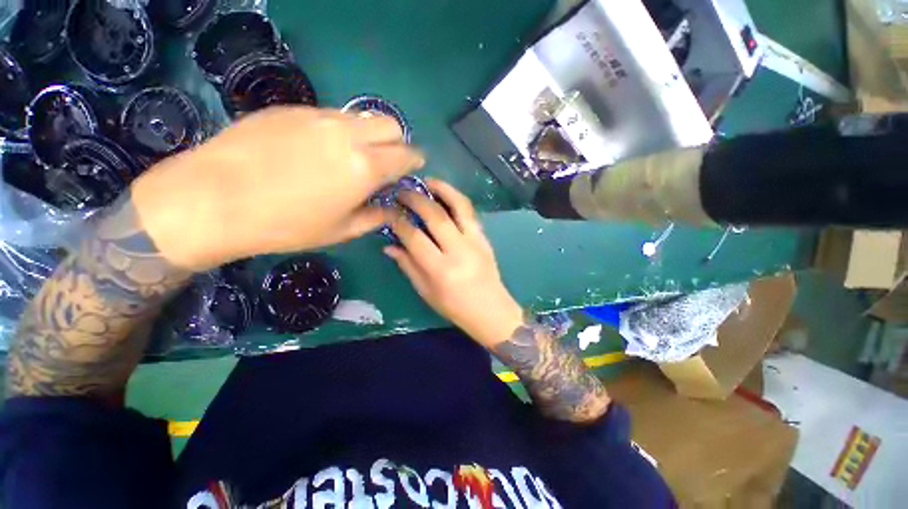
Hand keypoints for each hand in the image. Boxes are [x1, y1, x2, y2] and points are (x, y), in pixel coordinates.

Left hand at [131, 107, 423, 269]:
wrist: (213, 200)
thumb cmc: (285, 225)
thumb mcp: (340, 230)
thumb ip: (375, 217)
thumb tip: (391, 210)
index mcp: (365, 167)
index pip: (405, 154)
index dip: (414, 160)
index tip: (413, 166)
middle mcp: (347, 134)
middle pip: (389, 124)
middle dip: (396, 141)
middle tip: (386, 161)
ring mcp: (317, 117)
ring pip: (360, 117)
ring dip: (367, 134)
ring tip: (351, 156)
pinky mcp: (291, 109)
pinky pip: (329, 115)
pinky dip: (338, 130)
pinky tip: (318, 149)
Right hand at [383, 179, 523, 348]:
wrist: (491, 310)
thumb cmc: (455, 307)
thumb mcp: (426, 292)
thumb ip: (408, 266)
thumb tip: (389, 245)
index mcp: (440, 269)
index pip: (414, 237)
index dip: (397, 221)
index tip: (387, 211)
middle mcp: (459, 250)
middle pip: (435, 215)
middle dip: (415, 198)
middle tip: (401, 191)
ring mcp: (475, 241)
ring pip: (459, 206)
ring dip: (442, 189)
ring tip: (427, 181)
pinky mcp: (484, 238)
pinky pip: (470, 212)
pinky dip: (456, 199)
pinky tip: (445, 195)